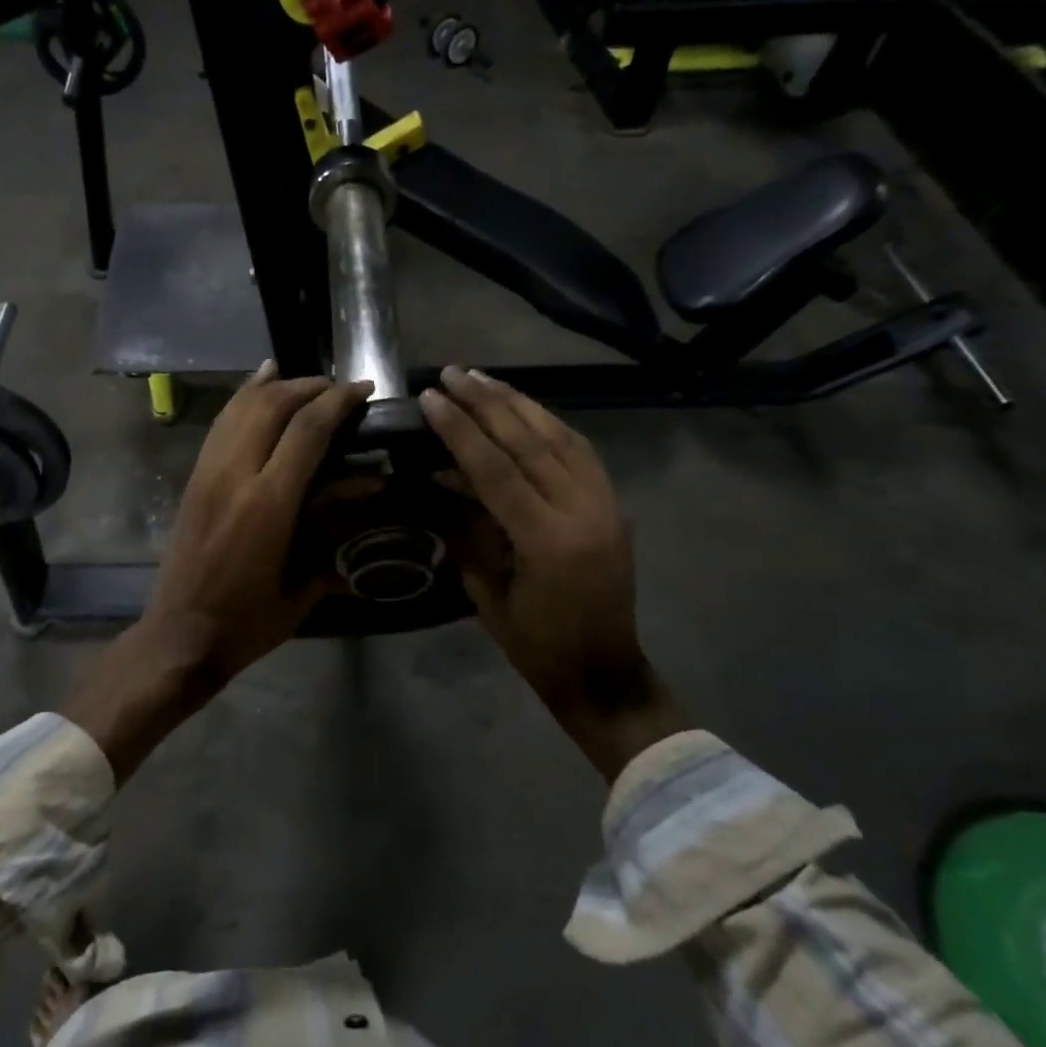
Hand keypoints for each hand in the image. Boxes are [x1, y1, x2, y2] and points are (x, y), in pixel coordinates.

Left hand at [65, 363, 372, 779]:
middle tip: (338, 388)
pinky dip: (242, 400)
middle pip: (272, 405)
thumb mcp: (303, 589)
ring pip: (240, 408)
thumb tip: (368, 502)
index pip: (307, 430)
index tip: (364, 389)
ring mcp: (208, 473)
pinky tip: (257, 387)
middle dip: (309, 387)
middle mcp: (235, 475)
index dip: (339, 401)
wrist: (180, 636)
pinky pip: (219, 425)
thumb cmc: (248, 623)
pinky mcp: (193, 479)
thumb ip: (335, 539)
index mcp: (268, 503)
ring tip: (304, 381)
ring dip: (275, 387)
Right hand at [421, 366, 683, 782]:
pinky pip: (581, 451)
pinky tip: (525, 408)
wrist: (603, 671)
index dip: (460, 430)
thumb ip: (469, 532)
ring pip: (561, 437)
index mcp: (547, 541)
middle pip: (530, 441)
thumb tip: (447, 480)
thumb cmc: (536, 646)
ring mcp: (605, 504)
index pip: (497, 468)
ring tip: (484, 379)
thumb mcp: (488, 594)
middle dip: (488, 403)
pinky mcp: (613, 505)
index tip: (431, 398)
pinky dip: (550, 423)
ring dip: (519, 403)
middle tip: (454, 374)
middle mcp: (583, 511)